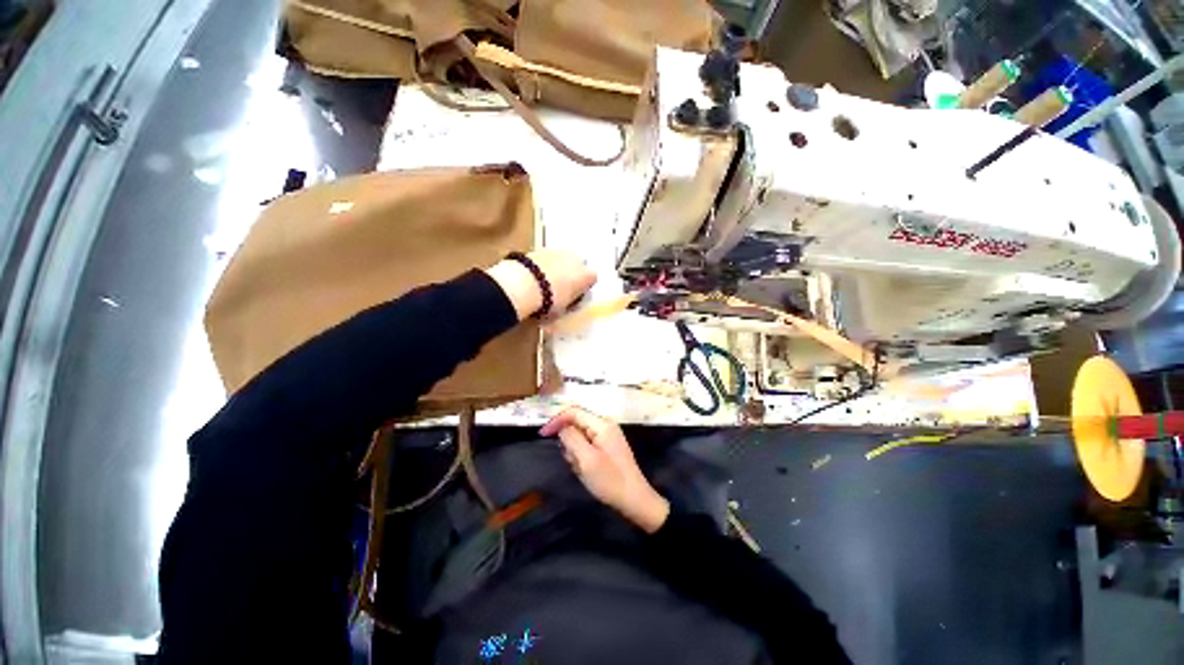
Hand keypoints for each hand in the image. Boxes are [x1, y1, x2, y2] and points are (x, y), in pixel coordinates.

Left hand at [485, 250, 596, 320]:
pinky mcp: (540, 248)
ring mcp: (559, 251)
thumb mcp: (562, 312)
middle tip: (559, 289)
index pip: (592, 279)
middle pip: (578, 265)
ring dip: (556, 269)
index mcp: (587, 276)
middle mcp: (577, 259)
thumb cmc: (549, 302)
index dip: (583, 288)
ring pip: (562, 260)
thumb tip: (562, 308)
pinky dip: (542, 266)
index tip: (574, 297)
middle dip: (571, 274)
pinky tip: (533, 277)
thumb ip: (566, 307)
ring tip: (544, 283)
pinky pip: (546, 259)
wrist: (524, 284)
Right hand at [540, 406, 669, 532]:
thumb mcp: (586, 460)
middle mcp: (605, 424)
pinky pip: (587, 445)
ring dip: (575, 452)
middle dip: (569, 443)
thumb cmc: (610, 480)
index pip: (574, 412)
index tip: (542, 435)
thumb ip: (572, 438)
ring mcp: (607, 435)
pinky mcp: (607, 446)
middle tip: (573, 463)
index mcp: (602, 424)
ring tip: (582, 470)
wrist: (634, 499)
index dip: (557, 420)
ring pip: (580, 436)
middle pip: (576, 424)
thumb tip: (562, 427)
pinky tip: (587, 471)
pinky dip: (582, 457)